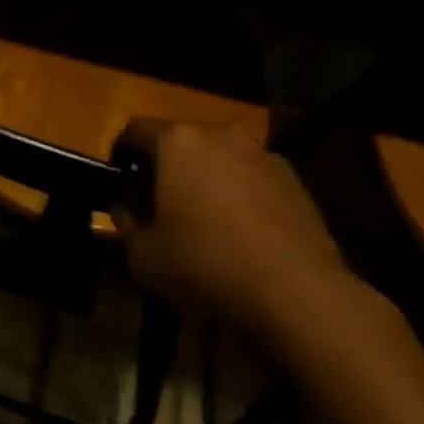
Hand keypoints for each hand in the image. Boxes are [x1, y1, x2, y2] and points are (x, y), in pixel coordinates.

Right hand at [116, 119, 351, 343]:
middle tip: (164, 207)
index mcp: (177, 142)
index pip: (136, 129)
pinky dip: (244, 197)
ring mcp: (261, 154)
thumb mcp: (145, 259)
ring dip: (209, 181)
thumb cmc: (208, 264)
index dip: (124, 154)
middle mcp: (218, 134)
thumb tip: (126, 214)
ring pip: (221, 159)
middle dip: (170, 169)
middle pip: (181, 143)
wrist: (299, 293)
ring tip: (210, 224)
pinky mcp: (295, 180)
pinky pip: (254, 180)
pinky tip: (247, 237)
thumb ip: (127, 229)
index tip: (124, 184)